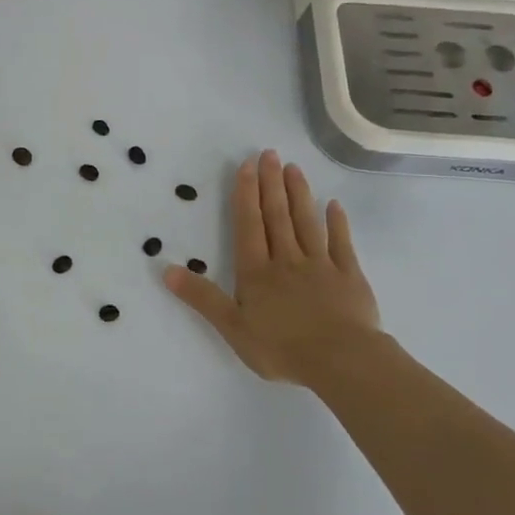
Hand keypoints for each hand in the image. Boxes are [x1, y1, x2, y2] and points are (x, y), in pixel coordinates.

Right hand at [164, 150, 383, 386]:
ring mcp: (320, 265)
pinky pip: (341, 243)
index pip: (248, 225)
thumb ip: (201, 297)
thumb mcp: (232, 327)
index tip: (247, 166)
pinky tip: (334, 205)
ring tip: (294, 168)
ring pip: (307, 223)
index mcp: (257, 271)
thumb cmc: (281, 347)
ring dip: (299, 194)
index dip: (246, 195)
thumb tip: (166, 269)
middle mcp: (287, 260)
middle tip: (269, 154)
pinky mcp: (349, 276)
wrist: (341, 360)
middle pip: (277, 216)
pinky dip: (337, 223)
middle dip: (271, 184)